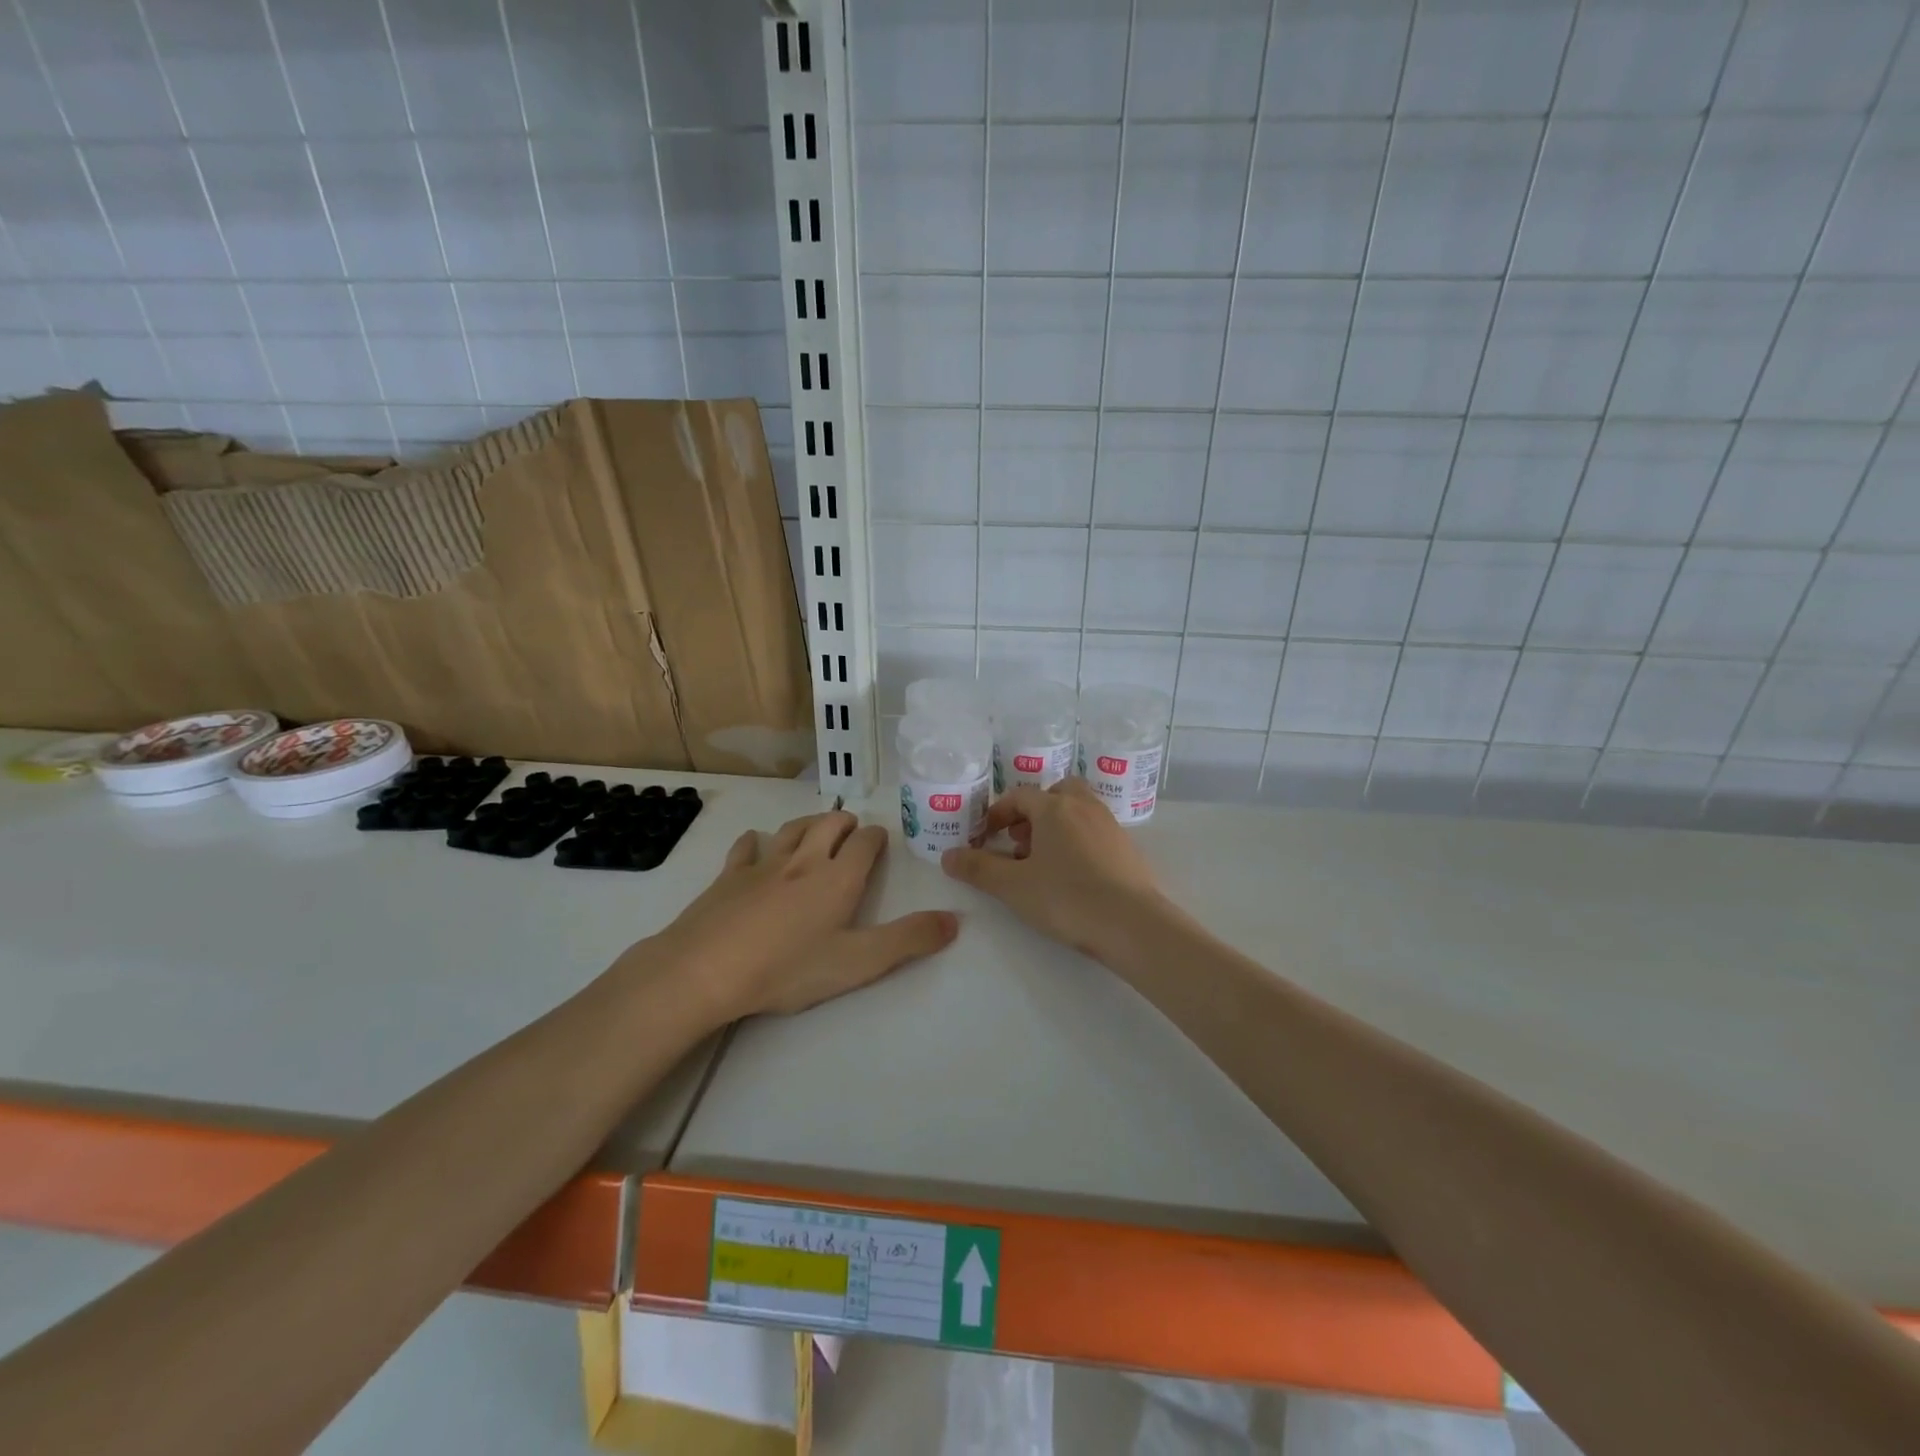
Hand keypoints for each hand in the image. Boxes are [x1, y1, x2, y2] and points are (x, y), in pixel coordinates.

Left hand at [651, 810, 955, 1018]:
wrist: (708, 969)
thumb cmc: (788, 968)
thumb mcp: (859, 962)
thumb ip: (909, 940)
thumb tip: (955, 920)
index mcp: (838, 877)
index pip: (864, 842)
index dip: (875, 838)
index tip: (879, 840)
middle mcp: (804, 860)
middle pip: (829, 824)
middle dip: (845, 822)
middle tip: (852, 829)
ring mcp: (763, 864)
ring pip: (792, 829)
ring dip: (809, 824)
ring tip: (817, 827)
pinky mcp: (729, 876)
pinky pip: (745, 848)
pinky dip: (755, 841)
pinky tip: (754, 843)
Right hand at [940, 779, 1165, 957]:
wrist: (1133, 924)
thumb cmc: (1067, 898)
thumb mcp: (1013, 886)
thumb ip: (978, 868)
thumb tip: (947, 856)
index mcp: (1054, 808)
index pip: (1019, 796)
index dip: (997, 813)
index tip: (984, 837)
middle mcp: (1084, 807)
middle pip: (1054, 793)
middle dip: (1032, 812)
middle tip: (1018, 841)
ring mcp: (1110, 825)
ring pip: (1077, 811)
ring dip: (1056, 826)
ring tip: (1042, 861)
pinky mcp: (1127, 848)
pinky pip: (1094, 831)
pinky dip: (1077, 841)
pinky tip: (1072, 875)